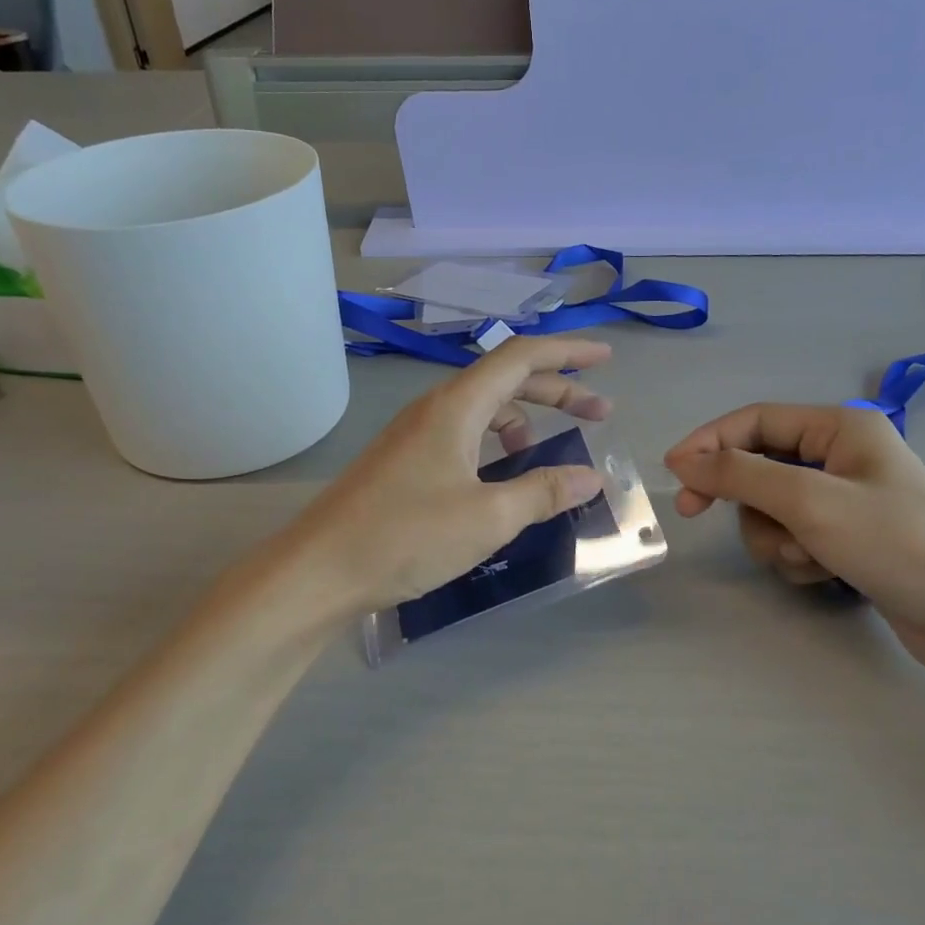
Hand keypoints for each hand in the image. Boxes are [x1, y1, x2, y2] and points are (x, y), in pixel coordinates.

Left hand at [296, 338, 615, 612]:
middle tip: (599, 413)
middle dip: (557, 390)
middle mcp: (435, 410)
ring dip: (523, 421)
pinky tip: (500, 480)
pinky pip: (463, 437)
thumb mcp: (488, 517)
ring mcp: (415, 436)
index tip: (606, 359)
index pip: (521, 357)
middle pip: (506, 381)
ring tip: (545, 455)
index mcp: (456, 406)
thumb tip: (590, 478)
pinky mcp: (404, 463)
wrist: (319, 571)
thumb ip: (543, 492)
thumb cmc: (406, 535)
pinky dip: (494, 446)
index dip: (567, 353)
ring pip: (482, 411)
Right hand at [664, 405, 924, 685]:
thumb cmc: (897, 543)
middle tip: (702, 519)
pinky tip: (825, 575)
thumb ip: (740, 475)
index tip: (674, 478)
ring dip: (774, 536)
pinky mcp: (848, 539)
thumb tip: (683, 461)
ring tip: (806, 558)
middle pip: (758, 467)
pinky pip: (794, 537)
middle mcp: (839, 456)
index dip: (708, 443)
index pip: (753, 421)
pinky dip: (797, 556)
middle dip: (747, 501)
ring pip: (771, 509)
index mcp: (838, 427)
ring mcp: (844, 500)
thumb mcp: (809, 502)